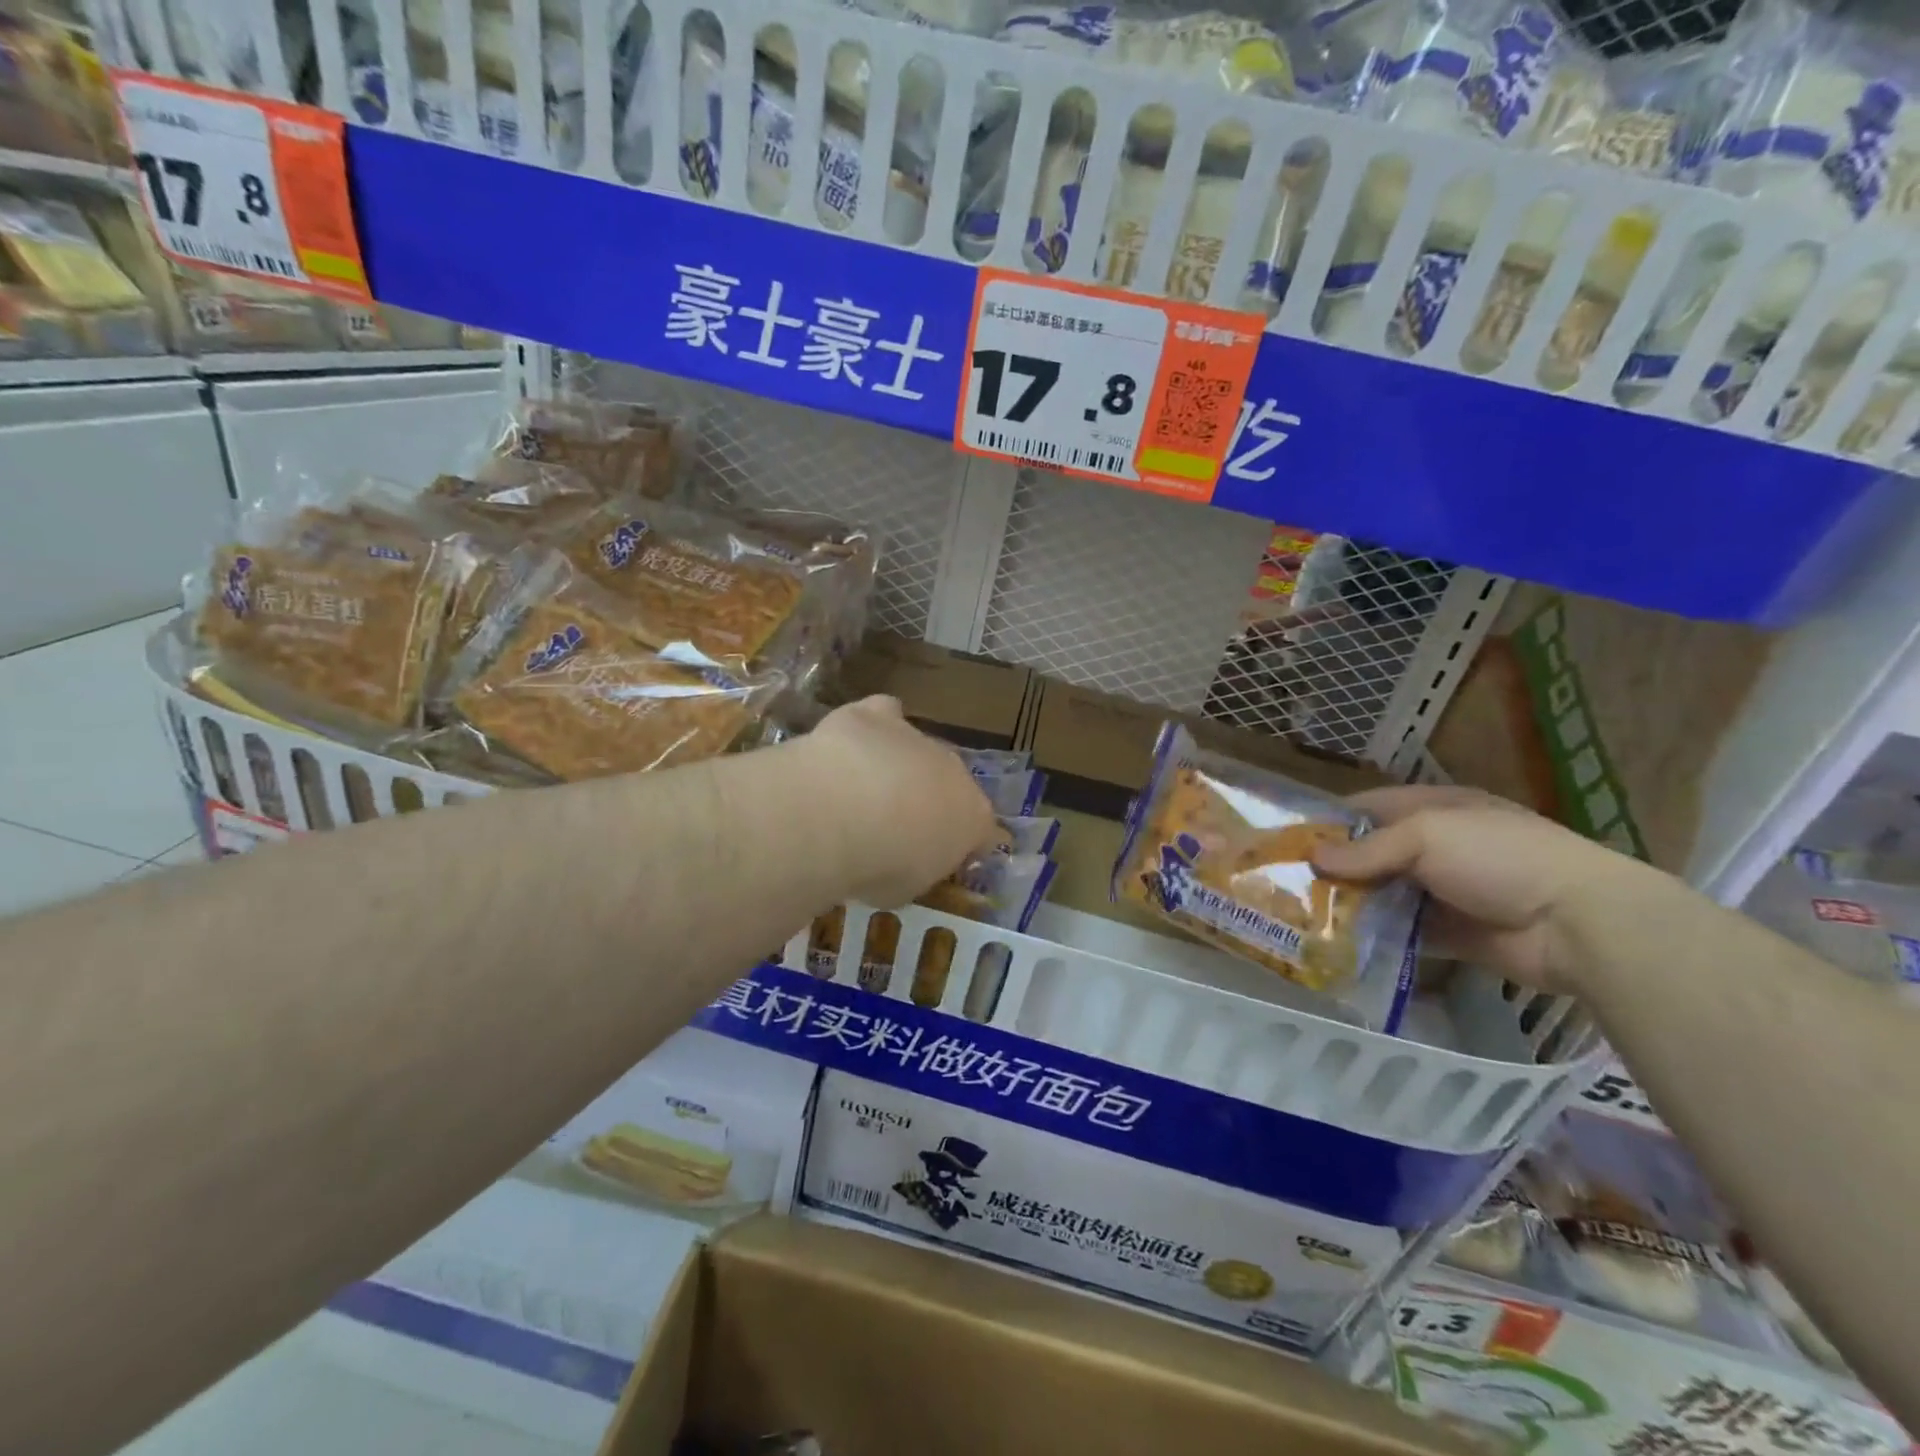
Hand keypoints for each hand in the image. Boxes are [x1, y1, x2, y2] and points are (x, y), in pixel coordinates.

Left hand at [800, 696, 997, 906]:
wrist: (839, 815)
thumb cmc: (879, 866)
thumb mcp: (904, 890)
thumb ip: (916, 870)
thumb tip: (910, 863)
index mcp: (972, 818)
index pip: (985, 832)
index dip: (967, 845)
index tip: (944, 857)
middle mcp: (954, 772)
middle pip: (950, 784)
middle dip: (930, 801)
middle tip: (896, 826)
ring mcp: (918, 739)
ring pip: (918, 749)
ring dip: (900, 766)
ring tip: (864, 788)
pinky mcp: (877, 716)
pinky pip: (885, 713)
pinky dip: (873, 727)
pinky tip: (854, 742)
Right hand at [1309, 785, 1652, 993]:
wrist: (1577, 924)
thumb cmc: (1499, 858)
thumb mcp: (1427, 836)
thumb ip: (1368, 849)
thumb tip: (1313, 858)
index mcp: (1433, 810)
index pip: (1368, 808)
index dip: (1328, 821)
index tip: (1287, 841)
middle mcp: (1435, 847)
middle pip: (1370, 854)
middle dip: (1332, 868)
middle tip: (1284, 885)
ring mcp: (1443, 892)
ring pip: (1381, 895)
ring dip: (1349, 904)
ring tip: (1301, 917)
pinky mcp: (1449, 934)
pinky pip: (1400, 933)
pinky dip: (1373, 937)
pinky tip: (1338, 944)